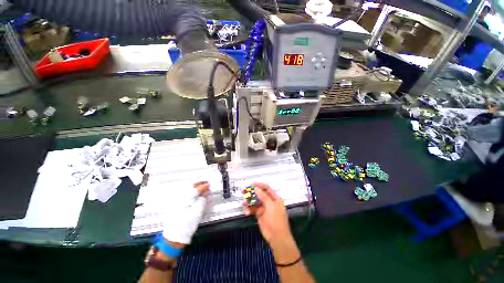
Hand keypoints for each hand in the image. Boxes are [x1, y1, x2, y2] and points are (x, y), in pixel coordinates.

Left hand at [162, 181, 209, 245]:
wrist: (174, 238)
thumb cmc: (186, 226)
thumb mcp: (197, 213)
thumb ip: (202, 200)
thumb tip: (205, 193)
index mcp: (182, 200)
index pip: (194, 189)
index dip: (203, 186)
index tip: (208, 185)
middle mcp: (176, 199)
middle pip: (188, 187)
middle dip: (198, 184)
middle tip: (206, 183)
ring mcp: (173, 202)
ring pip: (185, 189)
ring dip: (194, 187)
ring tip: (201, 186)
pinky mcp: (173, 205)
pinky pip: (182, 193)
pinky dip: (190, 191)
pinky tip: (194, 192)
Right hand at [243, 183, 295, 251]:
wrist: (277, 237)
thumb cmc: (276, 220)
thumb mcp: (271, 206)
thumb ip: (263, 196)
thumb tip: (256, 188)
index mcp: (274, 198)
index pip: (266, 188)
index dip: (259, 185)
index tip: (251, 185)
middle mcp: (269, 202)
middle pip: (259, 194)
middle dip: (252, 193)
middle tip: (244, 192)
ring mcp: (264, 208)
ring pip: (255, 202)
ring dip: (249, 201)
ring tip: (244, 203)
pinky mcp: (259, 215)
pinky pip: (253, 209)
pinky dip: (249, 209)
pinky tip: (246, 211)